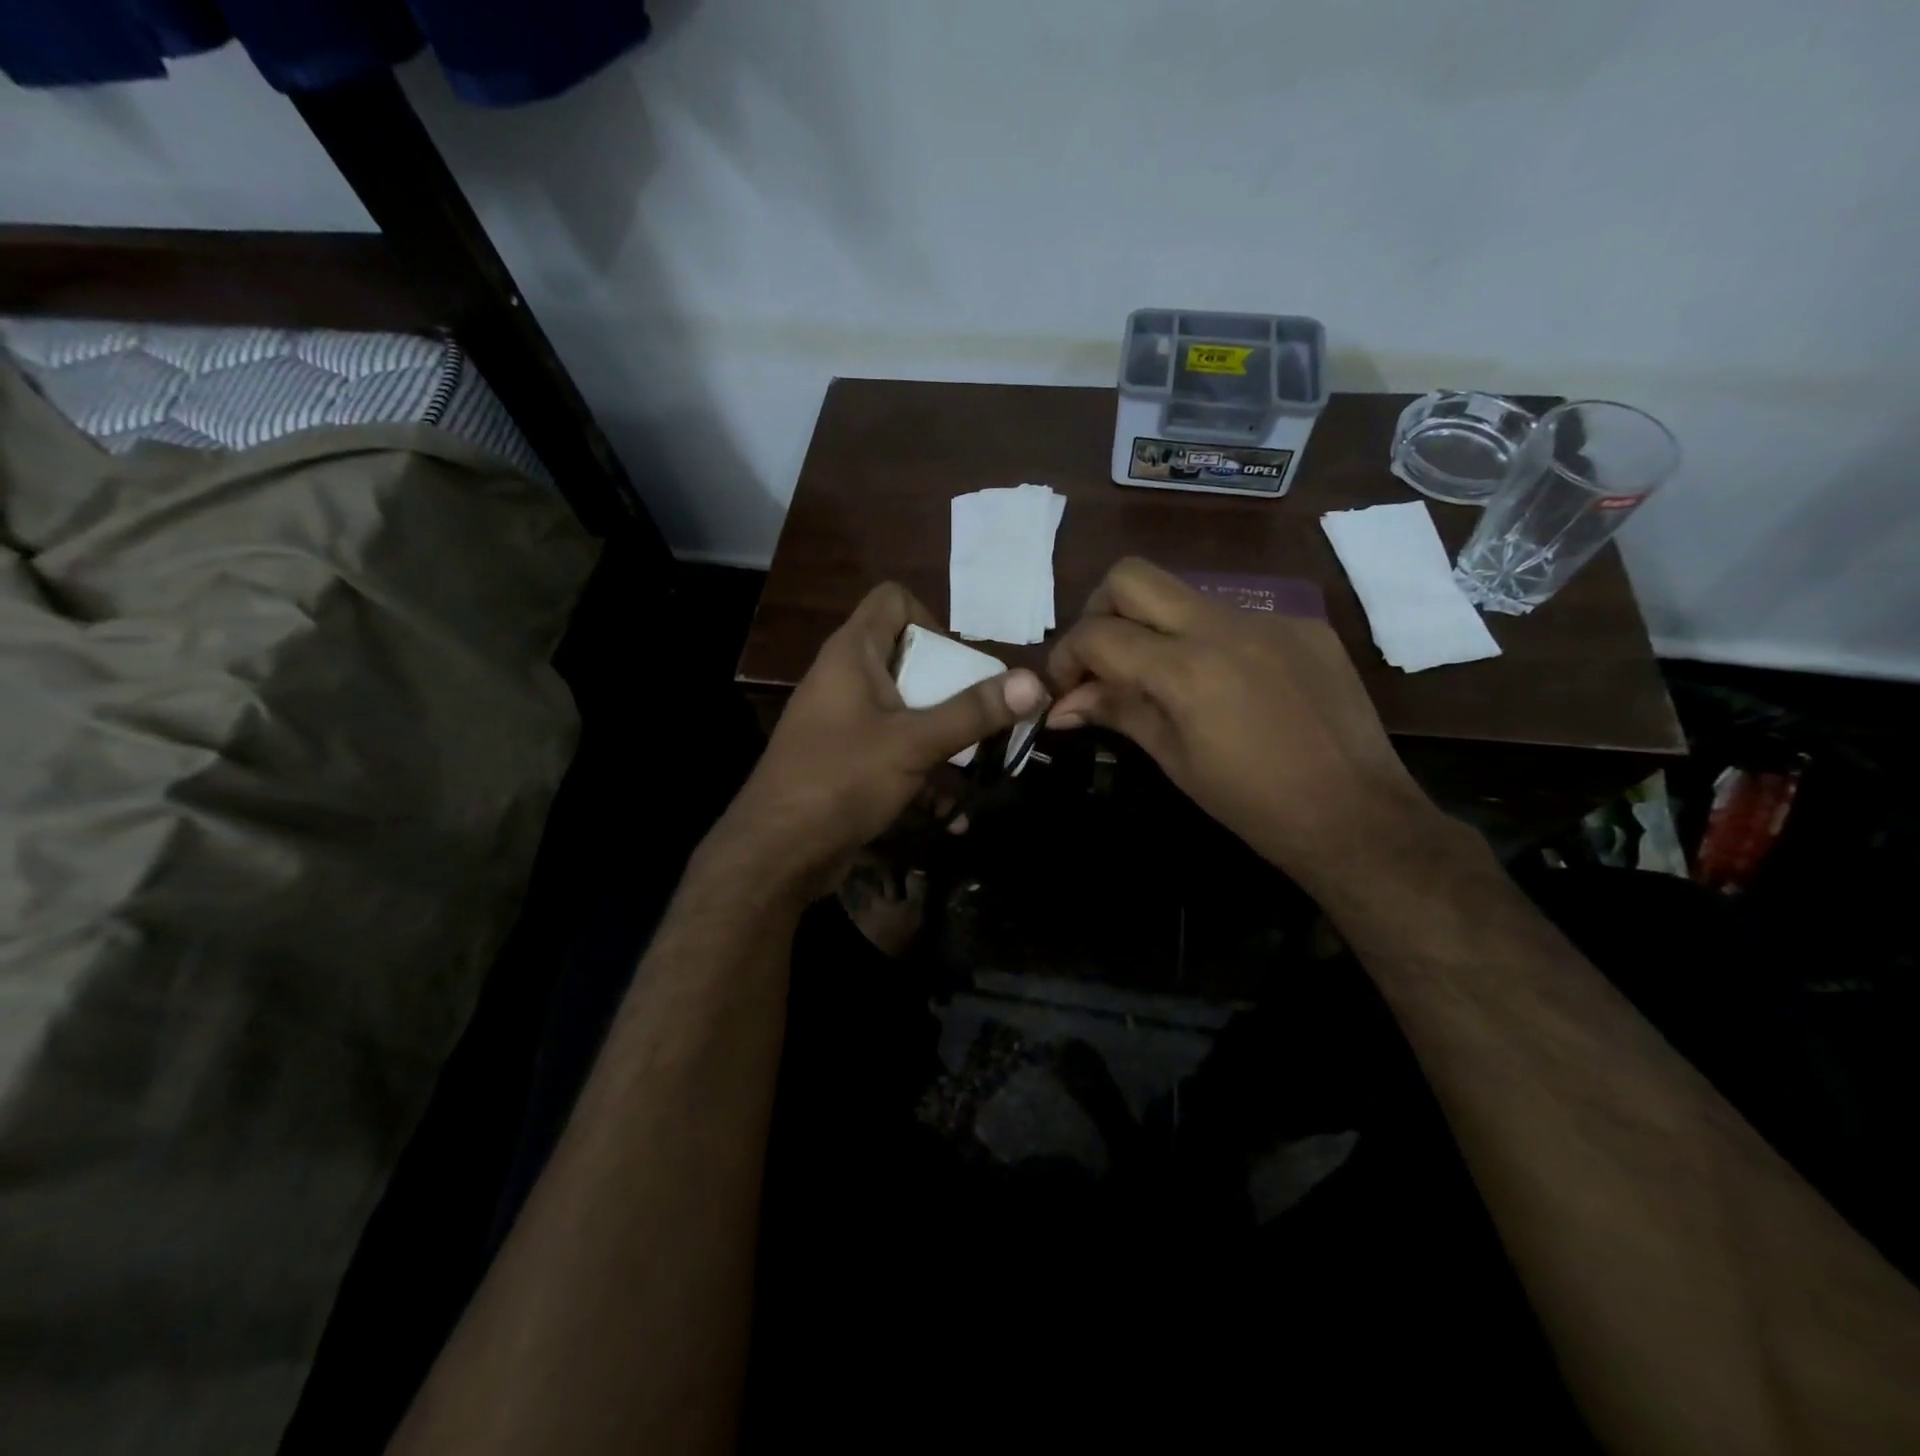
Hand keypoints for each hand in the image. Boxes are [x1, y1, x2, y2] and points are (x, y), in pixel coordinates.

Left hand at [719, 583, 1046, 889]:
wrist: (776, 853)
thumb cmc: (841, 779)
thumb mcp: (914, 742)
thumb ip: (973, 712)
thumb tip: (1035, 682)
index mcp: (852, 654)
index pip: (893, 600)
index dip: (931, 620)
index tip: (957, 665)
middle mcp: (845, 679)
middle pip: (908, 659)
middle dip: (952, 689)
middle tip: (983, 718)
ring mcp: (843, 723)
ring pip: (905, 712)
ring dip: (944, 738)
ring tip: (981, 766)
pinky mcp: (845, 762)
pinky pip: (893, 752)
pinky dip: (922, 773)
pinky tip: (951, 814)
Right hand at [1046, 558, 1439, 888]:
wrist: (1359, 816)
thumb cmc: (1254, 804)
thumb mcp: (1174, 759)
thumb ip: (1117, 713)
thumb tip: (1061, 705)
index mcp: (1186, 668)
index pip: (1098, 634)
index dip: (1066, 658)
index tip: (1066, 688)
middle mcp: (1224, 625)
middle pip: (1132, 576)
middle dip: (1100, 611)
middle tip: (1103, 660)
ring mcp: (1270, 618)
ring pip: (1184, 593)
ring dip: (1154, 625)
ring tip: (1161, 678)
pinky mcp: (1304, 626)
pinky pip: (1235, 616)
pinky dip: (1208, 640)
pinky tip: (1226, 686)